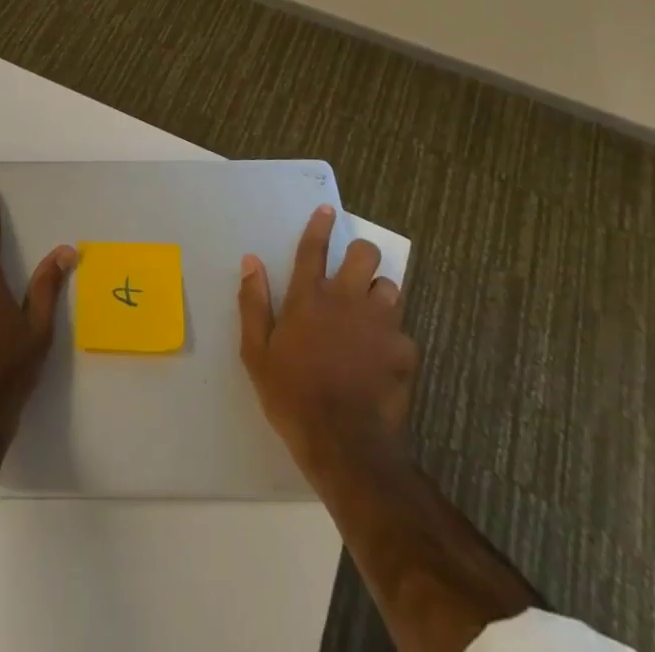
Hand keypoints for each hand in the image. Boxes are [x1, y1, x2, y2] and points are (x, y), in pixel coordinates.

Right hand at [239, 205, 418, 486]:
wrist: (343, 444)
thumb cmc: (291, 395)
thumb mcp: (257, 352)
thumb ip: (253, 303)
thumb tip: (250, 261)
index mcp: (308, 297)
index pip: (314, 248)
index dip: (320, 225)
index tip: (328, 210)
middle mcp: (346, 300)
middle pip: (364, 254)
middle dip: (361, 255)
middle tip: (354, 273)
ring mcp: (379, 324)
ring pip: (390, 287)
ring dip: (380, 295)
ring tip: (371, 315)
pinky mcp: (404, 351)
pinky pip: (403, 332)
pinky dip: (394, 339)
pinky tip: (384, 358)